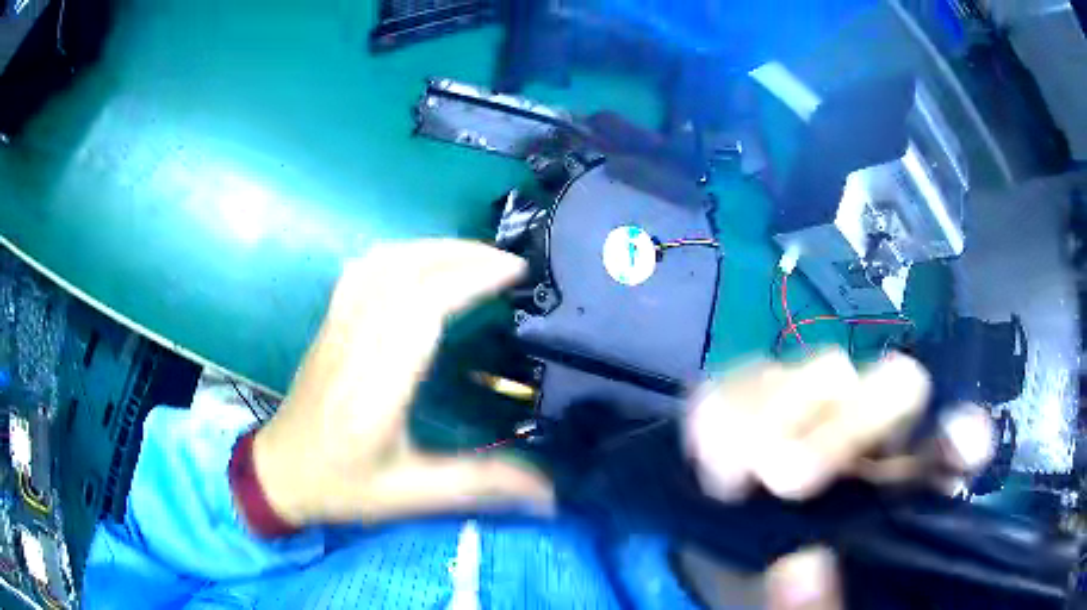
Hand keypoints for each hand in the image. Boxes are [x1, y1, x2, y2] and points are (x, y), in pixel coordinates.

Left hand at [251, 240, 553, 526]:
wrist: (278, 472)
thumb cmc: (341, 486)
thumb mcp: (411, 496)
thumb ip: (479, 486)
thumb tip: (550, 494)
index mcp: (375, 386)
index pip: (423, 306)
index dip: (470, 278)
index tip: (515, 273)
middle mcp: (354, 343)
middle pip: (406, 271)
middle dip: (464, 255)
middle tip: (510, 264)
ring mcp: (337, 326)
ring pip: (383, 262)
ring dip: (433, 248)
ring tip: (475, 257)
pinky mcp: (330, 323)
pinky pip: (364, 270)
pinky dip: (401, 253)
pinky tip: (422, 263)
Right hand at [685, 351, 992, 608]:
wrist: (726, 567)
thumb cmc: (790, 595)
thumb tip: (801, 566)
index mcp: (903, 490)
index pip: (951, 445)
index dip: (961, 435)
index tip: (961, 442)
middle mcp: (875, 438)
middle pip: (898, 383)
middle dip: (853, 423)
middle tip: (789, 481)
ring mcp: (818, 411)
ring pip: (823, 370)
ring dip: (776, 415)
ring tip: (731, 482)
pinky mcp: (756, 402)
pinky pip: (743, 380)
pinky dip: (721, 413)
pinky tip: (705, 462)